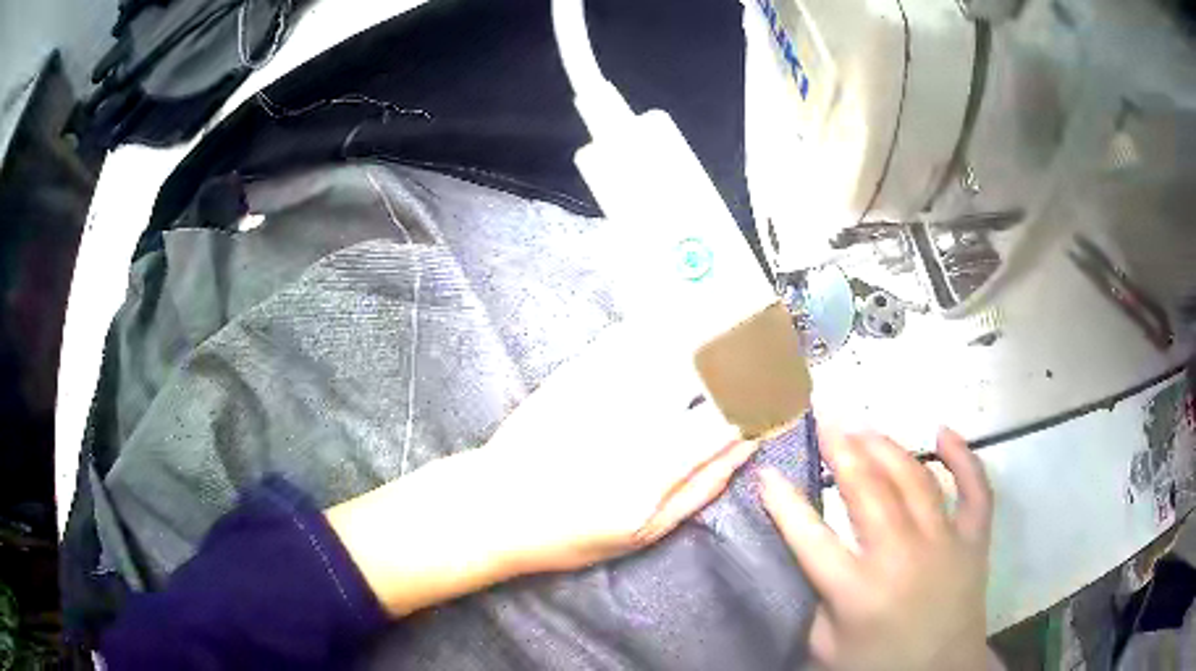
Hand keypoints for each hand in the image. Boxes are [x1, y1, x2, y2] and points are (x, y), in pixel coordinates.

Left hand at [480, 321, 763, 572]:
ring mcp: (606, 388)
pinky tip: (679, 315)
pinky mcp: (578, 371)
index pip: (731, 415)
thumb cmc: (571, 532)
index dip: (765, 393)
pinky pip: (628, 335)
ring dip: (712, 322)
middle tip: (772, 331)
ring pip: (672, 341)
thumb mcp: (644, 532)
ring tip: (741, 310)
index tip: (785, 381)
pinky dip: (660, 322)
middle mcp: (639, 418)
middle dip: (748, 344)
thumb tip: (744, 447)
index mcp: (660, 465)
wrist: (495, 505)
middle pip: (707, 367)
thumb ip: (700, 487)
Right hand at [760, 428, 992, 670]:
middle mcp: (901, 557)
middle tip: (826, 421)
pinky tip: (943, 433)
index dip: (784, 502)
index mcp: (856, 591)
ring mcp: (944, 542)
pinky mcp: (974, 539)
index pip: (810, 537)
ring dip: (887, 447)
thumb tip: (810, 554)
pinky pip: (975, 489)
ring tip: (866, 428)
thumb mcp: (827, 646)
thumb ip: (815, 600)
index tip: (767, 471)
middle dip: (841, 449)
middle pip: (867, 490)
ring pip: (915, 478)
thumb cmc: (877, 664)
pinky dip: (963, 457)